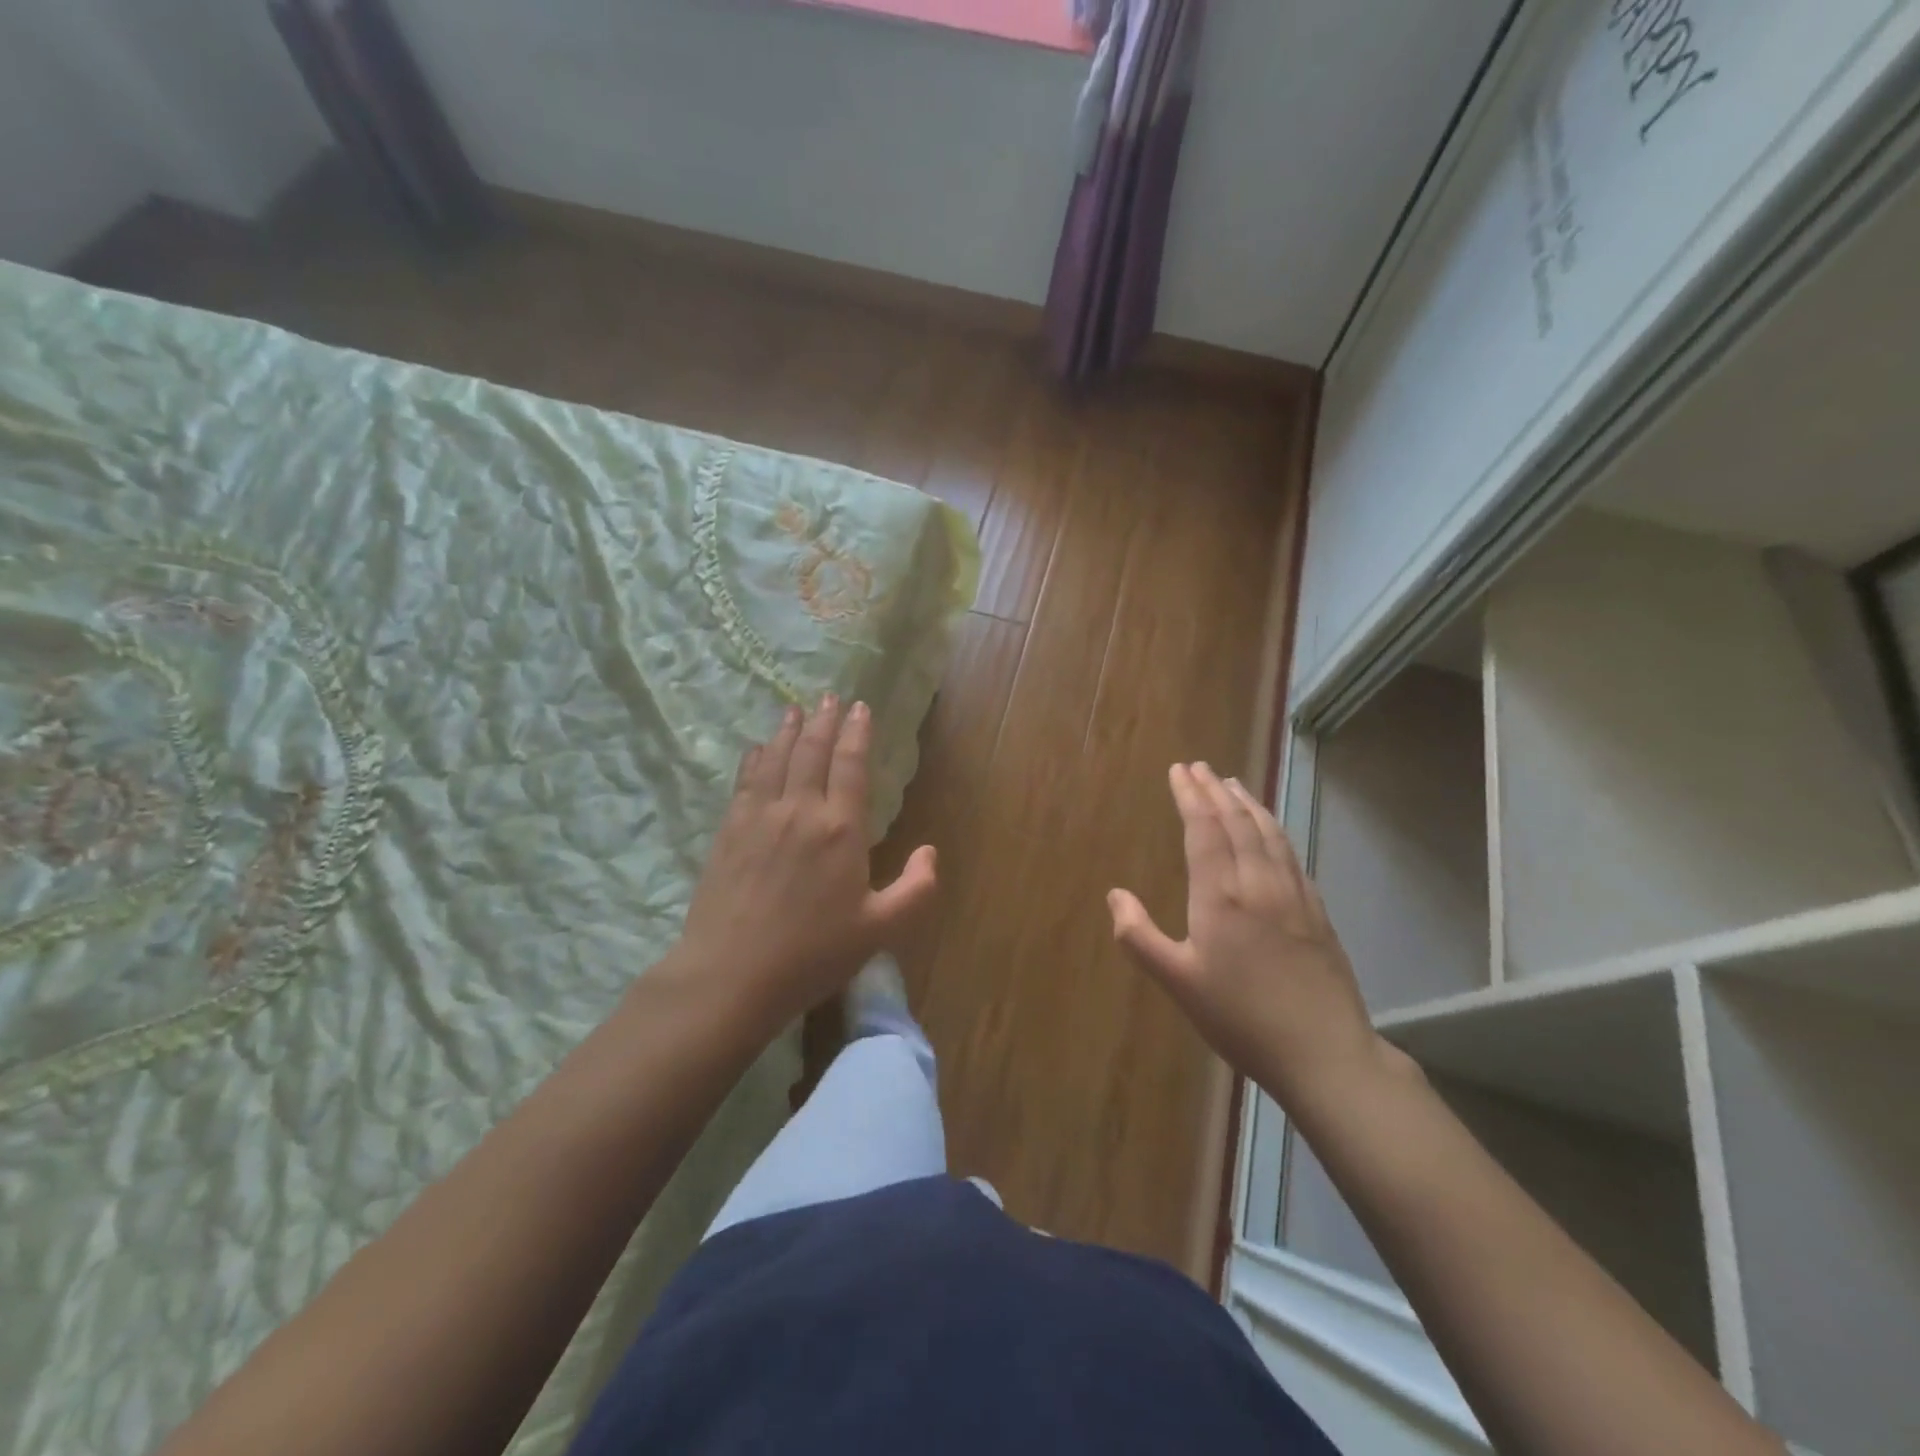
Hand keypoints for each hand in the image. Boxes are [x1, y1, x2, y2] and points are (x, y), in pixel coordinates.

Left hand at [677, 694, 937, 1027]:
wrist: (732, 975)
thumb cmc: (813, 954)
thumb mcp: (880, 929)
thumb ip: (916, 889)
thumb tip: (930, 851)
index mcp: (841, 829)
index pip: (851, 765)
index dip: (857, 733)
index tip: (860, 707)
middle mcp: (800, 810)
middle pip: (812, 752)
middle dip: (824, 720)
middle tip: (829, 697)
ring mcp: (759, 818)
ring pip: (776, 759)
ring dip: (788, 730)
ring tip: (795, 709)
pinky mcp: (728, 832)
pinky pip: (745, 781)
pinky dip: (755, 758)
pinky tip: (757, 749)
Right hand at [1107, 762, 1386, 1110]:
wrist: (1324, 1052)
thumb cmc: (1240, 1018)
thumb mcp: (1177, 982)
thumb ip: (1139, 936)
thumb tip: (1115, 894)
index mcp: (1221, 895)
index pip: (1204, 829)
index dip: (1190, 796)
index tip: (1179, 771)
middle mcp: (1258, 883)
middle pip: (1236, 821)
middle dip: (1215, 790)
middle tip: (1200, 767)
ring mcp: (1293, 894)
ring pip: (1268, 832)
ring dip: (1247, 803)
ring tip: (1233, 784)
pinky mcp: (1316, 910)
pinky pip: (1290, 853)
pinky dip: (1274, 829)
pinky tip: (1271, 830)